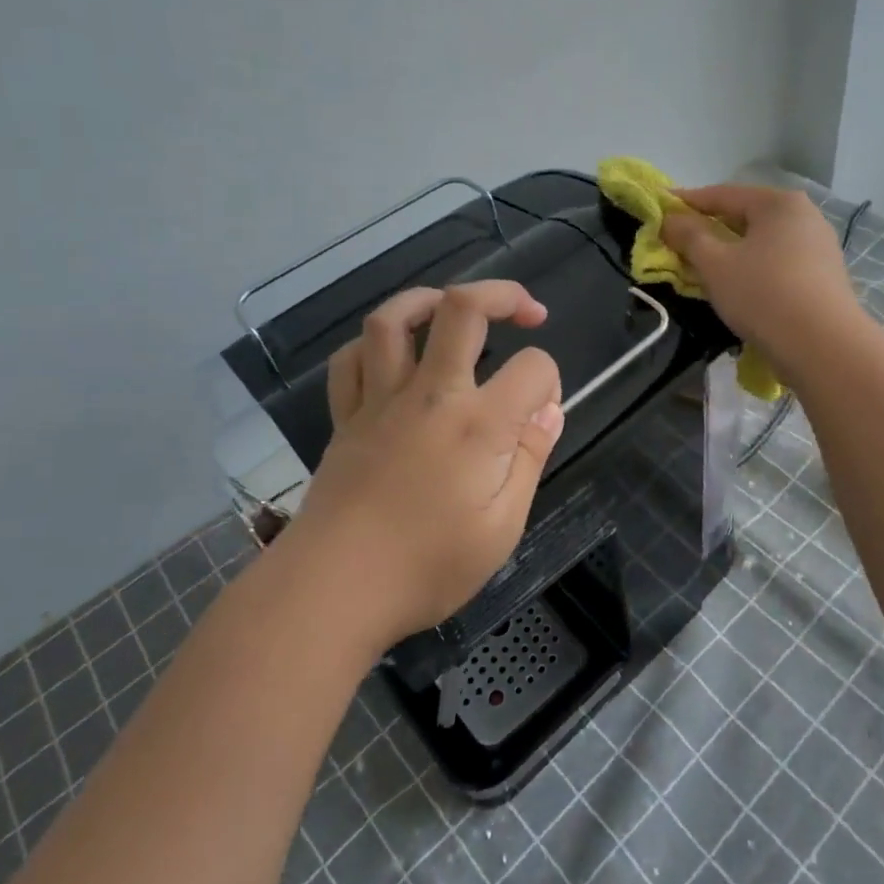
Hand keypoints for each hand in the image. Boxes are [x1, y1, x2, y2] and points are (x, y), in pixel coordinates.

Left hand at [292, 281, 565, 651]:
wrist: (333, 589)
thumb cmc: (427, 567)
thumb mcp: (502, 528)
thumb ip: (529, 459)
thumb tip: (549, 410)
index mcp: (478, 424)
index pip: (533, 368)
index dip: (550, 380)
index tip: (543, 411)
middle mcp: (430, 394)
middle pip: (463, 308)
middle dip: (504, 294)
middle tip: (527, 311)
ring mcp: (380, 400)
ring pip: (394, 318)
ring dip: (428, 298)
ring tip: (453, 308)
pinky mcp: (346, 416)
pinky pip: (351, 359)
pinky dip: (373, 345)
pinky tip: (393, 354)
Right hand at [661, 185, 866, 383]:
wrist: (824, 347)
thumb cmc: (763, 294)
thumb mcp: (715, 263)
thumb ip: (688, 236)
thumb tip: (669, 219)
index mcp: (778, 203)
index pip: (722, 194)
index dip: (686, 202)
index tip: (659, 208)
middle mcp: (805, 216)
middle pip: (745, 217)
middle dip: (709, 229)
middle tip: (678, 243)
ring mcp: (820, 247)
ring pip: (761, 242)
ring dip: (731, 252)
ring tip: (704, 268)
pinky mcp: (825, 277)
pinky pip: (778, 263)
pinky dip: (753, 269)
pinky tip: (739, 287)